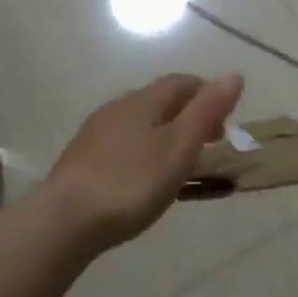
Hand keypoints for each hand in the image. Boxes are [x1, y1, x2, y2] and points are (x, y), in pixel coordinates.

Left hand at [46, 73, 244, 250]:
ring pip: (140, 123)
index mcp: (143, 100)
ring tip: (180, 163)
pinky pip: (123, 144)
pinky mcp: (82, 159)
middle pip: (160, 101)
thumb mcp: (179, 147)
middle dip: (188, 115)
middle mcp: (117, 108)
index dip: (207, 95)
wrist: (64, 221)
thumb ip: (207, 111)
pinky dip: (144, 151)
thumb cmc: (131, 183)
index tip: (225, 123)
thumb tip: (234, 75)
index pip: (182, 82)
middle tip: (208, 144)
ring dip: (165, 134)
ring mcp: (95, 133)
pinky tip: (143, 177)